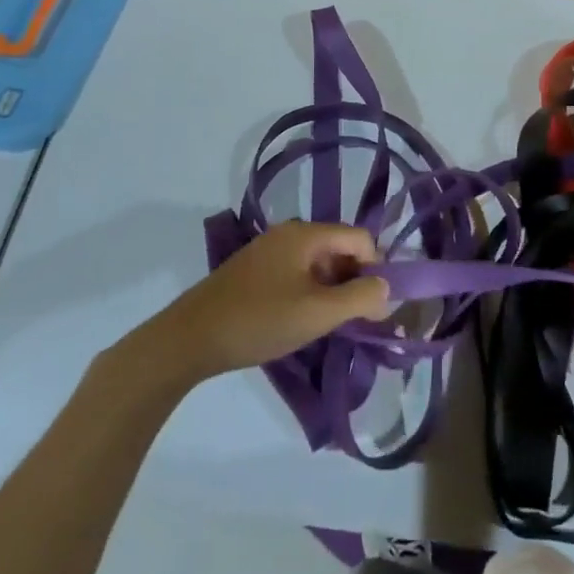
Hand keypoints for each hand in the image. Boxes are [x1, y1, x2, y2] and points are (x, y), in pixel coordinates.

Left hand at [123, 222, 390, 386]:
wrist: (187, 340)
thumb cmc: (259, 320)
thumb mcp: (318, 313)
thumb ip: (360, 298)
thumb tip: (386, 288)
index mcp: (306, 233)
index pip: (360, 238)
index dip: (375, 269)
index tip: (372, 307)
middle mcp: (288, 233)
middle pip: (340, 248)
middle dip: (353, 281)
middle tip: (352, 320)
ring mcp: (268, 251)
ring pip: (318, 264)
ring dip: (331, 290)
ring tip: (326, 324)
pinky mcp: (253, 271)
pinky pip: (296, 273)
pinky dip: (309, 293)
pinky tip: (299, 321)